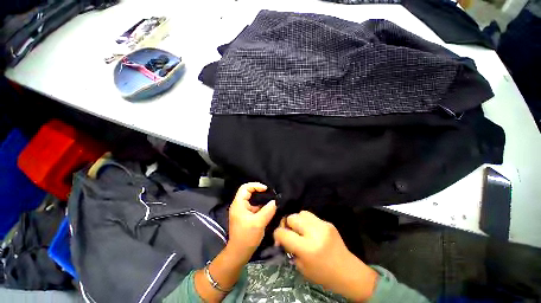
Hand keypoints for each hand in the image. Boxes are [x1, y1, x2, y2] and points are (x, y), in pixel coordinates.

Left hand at [228, 182, 276, 261]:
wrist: (239, 253)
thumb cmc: (247, 237)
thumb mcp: (259, 222)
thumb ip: (268, 210)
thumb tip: (275, 201)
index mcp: (238, 204)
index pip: (245, 187)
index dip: (256, 186)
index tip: (266, 189)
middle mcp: (239, 205)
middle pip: (248, 192)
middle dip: (259, 191)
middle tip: (270, 193)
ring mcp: (241, 210)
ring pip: (251, 199)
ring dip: (261, 199)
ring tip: (271, 199)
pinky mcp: (245, 215)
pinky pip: (253, 206)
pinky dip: (260, 205)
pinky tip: (268, 208)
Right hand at [273, 211, 377, 301]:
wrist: (348, 272)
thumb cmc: (323, 275)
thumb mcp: (302, 267)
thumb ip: (290, 249)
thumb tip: (283, 237)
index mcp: (307, 248)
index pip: (283, 233)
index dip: (277, 234)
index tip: (279, 238)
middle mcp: (314, 233)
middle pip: (292, 218)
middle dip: (288, 225)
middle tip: (291, 233)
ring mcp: (322, 225)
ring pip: (301, 213)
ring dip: (298, 221)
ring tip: (301, 230)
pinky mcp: (328, 222)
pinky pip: (311, 216)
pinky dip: (307, 222)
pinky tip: (311, 231)